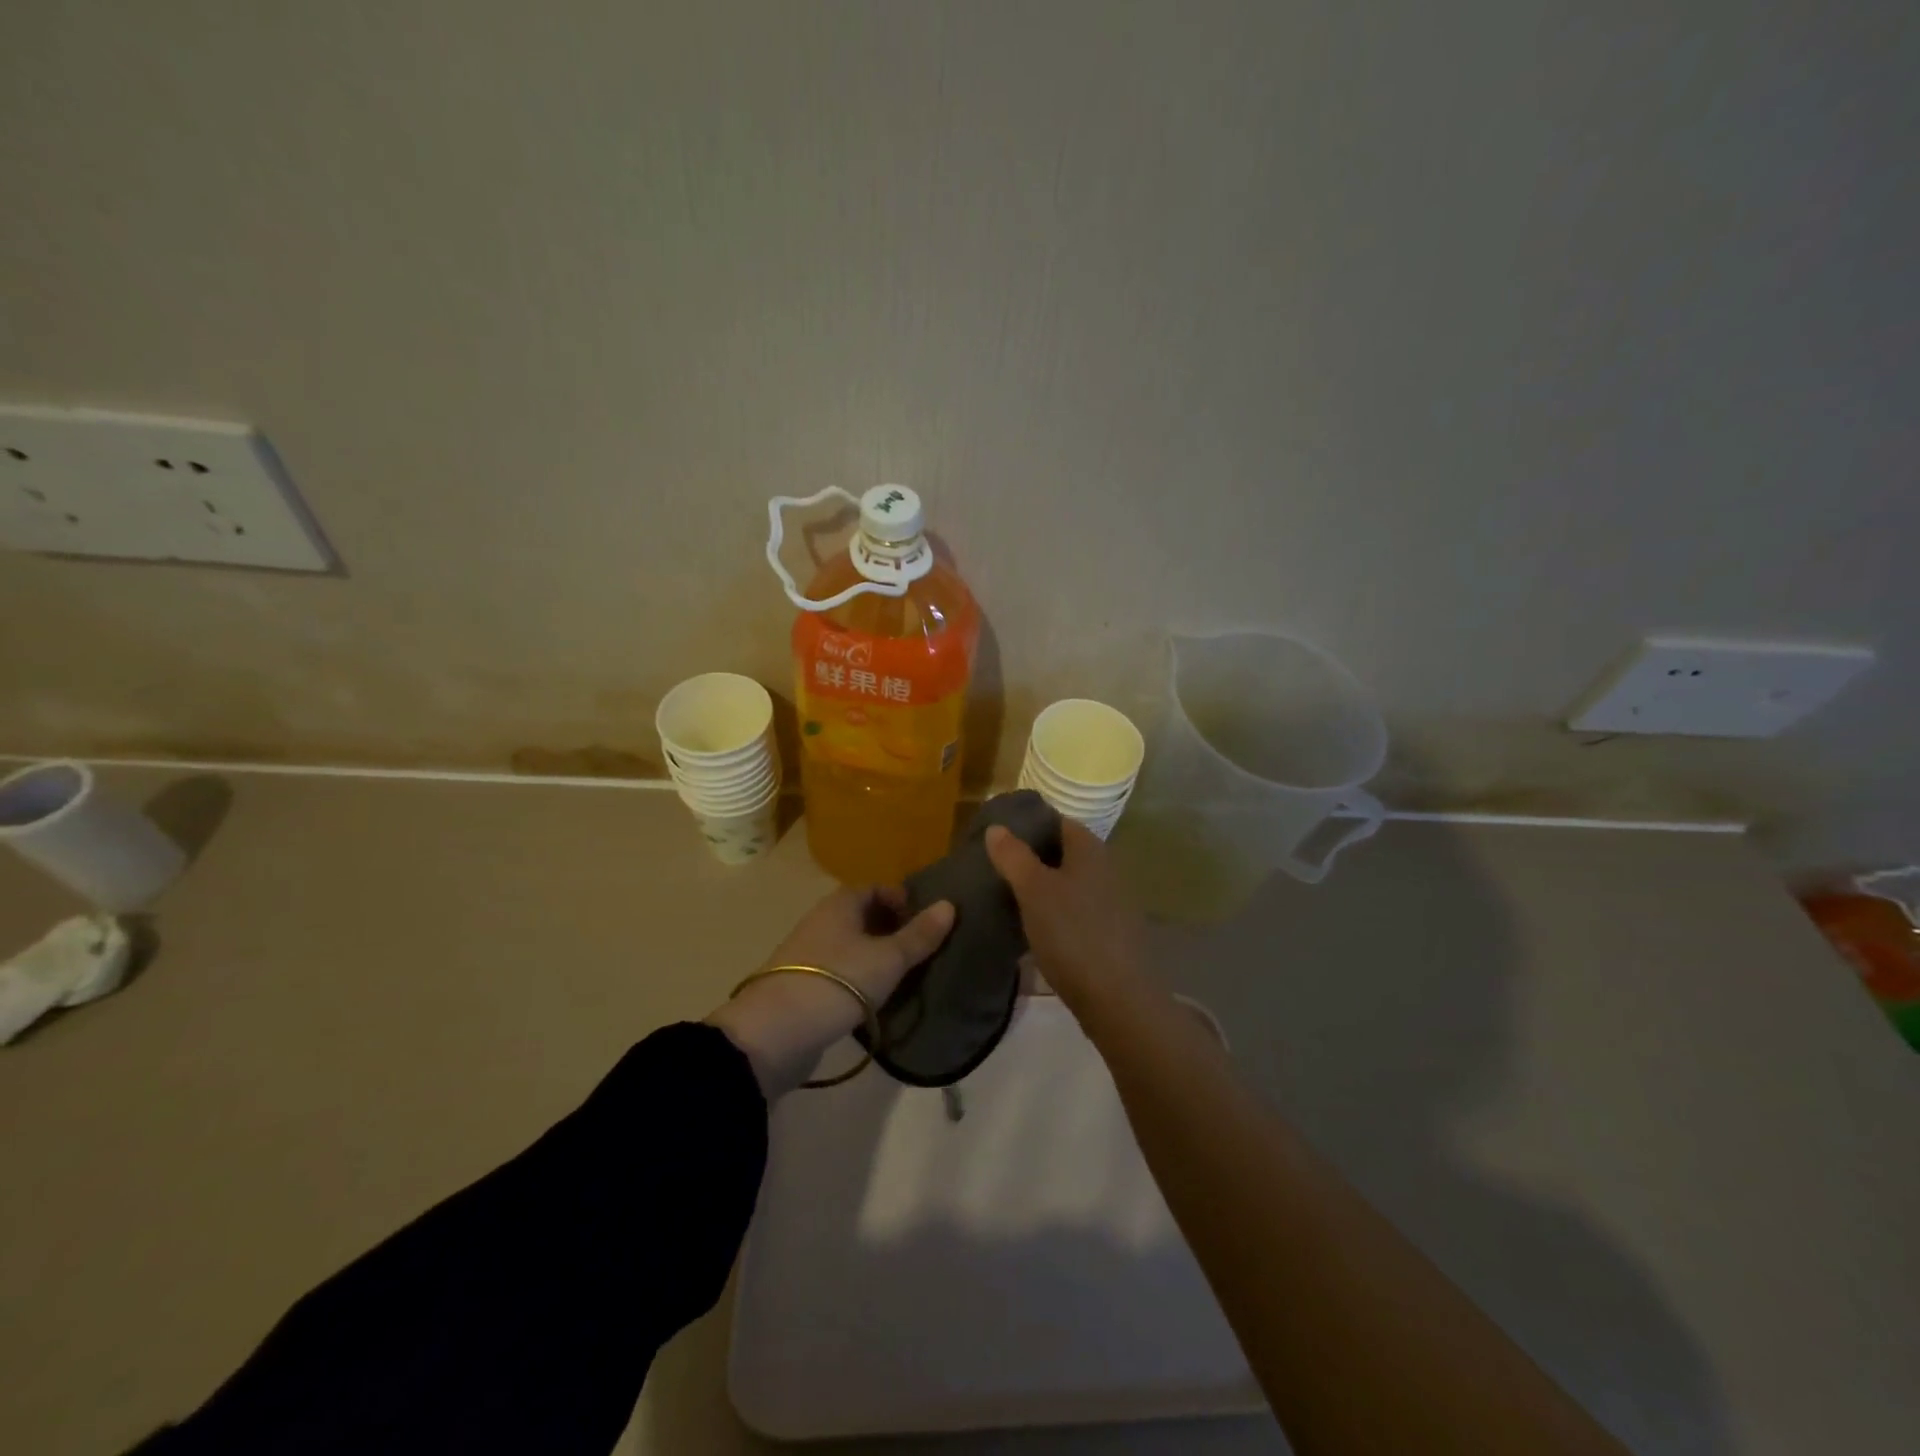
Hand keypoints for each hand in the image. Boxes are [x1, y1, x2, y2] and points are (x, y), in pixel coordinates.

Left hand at [708, 886, 953, 1097]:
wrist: (774, 1033)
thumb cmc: (837, 982)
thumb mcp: (888, 959)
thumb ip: (919, 935)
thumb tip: (949, 904)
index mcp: (841, 904)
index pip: (876, 887)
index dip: (902, 899)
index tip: (925, 923)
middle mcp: (823, 921)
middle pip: (863, 916)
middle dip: (893, 929)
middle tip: (921, 951)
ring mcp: (810, 954)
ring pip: (852, 945)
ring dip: (877, 956)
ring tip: (905, 977)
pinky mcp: (804, 986)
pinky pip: (841, 972)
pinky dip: (861, 978)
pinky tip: (877, 999)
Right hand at [986, 819, 1148, 1009]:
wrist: (1117, 998)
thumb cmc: (1072, 934)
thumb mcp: (1034, 891)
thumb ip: (1014, 856)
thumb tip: (996, 827)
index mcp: (1090, 849)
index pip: (1057, 821)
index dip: (1027, 824)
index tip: (996, 836)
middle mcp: (1105, 868)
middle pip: (1062, 852)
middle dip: (1030, 857)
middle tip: (994, 867)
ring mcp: (1110, 901)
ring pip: (1068, 882)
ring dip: (1041, 887)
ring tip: (1006, 896)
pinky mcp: (1109, 931)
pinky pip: (1075, 910)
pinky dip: (1054, 912)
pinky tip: (1032, 928)